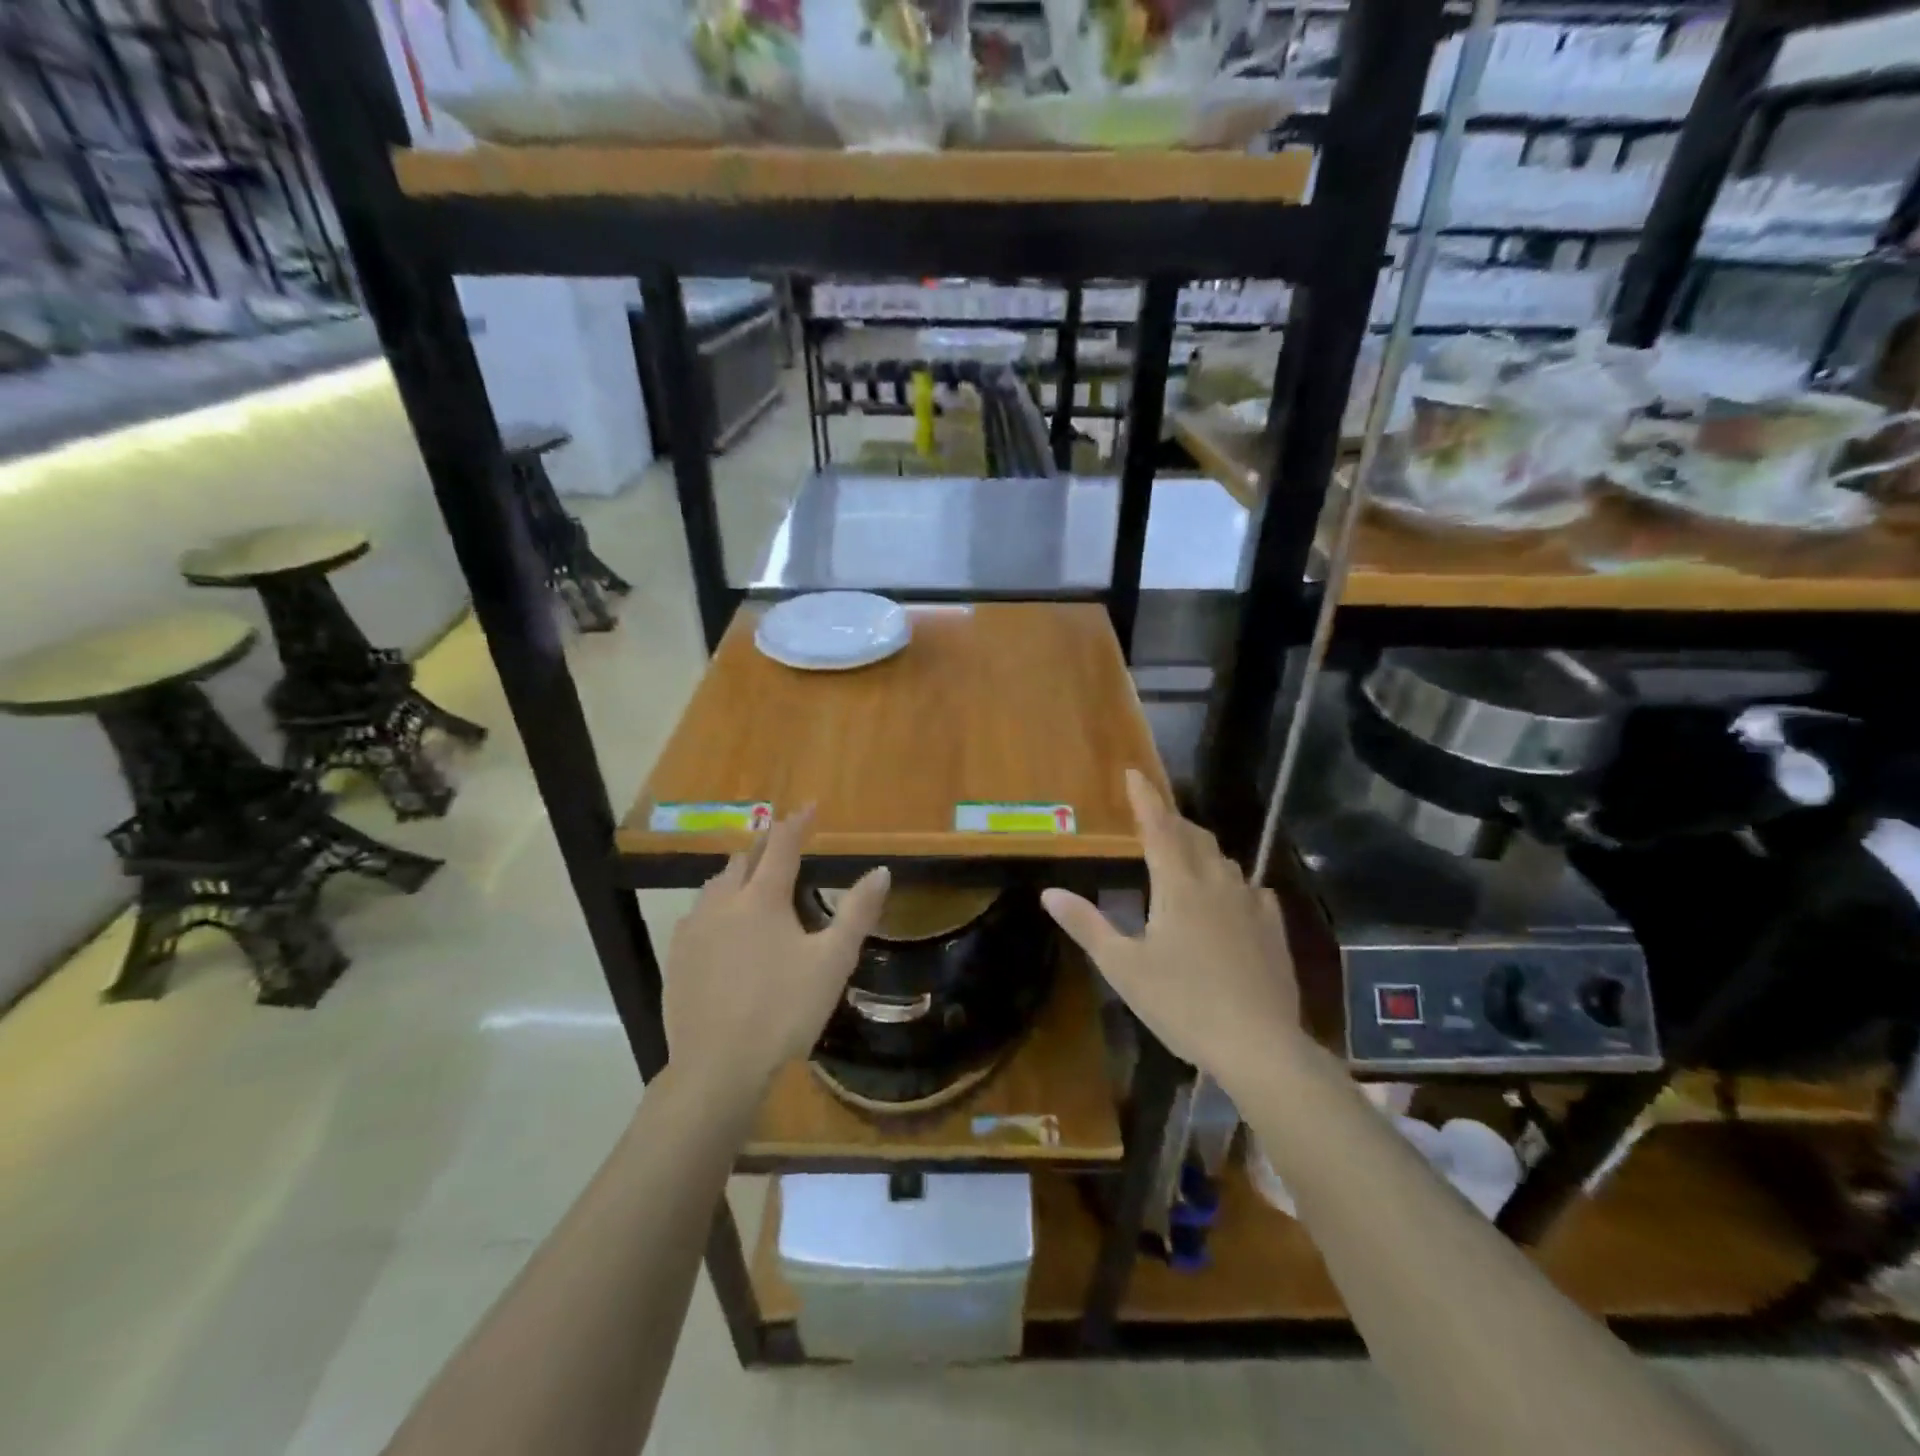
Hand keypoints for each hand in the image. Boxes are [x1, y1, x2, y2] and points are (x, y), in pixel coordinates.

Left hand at [664, 808, 889, 1096]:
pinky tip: (719, 924)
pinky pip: (697, 914)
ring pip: (715, 885)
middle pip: (743, 860)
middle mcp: (723, 903)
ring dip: (737, 873)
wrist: (717, 1067)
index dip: (797, 823)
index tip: (810, 806)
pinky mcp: (676, 958)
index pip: (782, 846)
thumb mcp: (832, 962)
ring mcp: (694, 930)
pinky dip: (715, 905)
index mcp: (762, 898)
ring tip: (751, 877)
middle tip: (781, 841)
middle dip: (764, 845)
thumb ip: (857, 913)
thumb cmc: (784, 1011)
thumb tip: (881, 870)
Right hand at [1041, 770, 1298, 1095]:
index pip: (1158, 827)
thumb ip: (1087, 925)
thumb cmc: (1183, 1003)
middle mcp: (1217, 883)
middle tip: (1153, 817)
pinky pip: (1251, 890)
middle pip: (1194, 837)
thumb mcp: (1123, 968)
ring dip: (1201, 850)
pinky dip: (1232, 882)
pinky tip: (1232, 897)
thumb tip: (1049, 892)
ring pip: (1223, 861)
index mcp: (1178, 885)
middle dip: (1172, 821)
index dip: (1145, 798)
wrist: (1260, 1046)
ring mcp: (1251, 905)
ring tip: (1186, 854)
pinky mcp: (1272, 930)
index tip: (1134, 773)